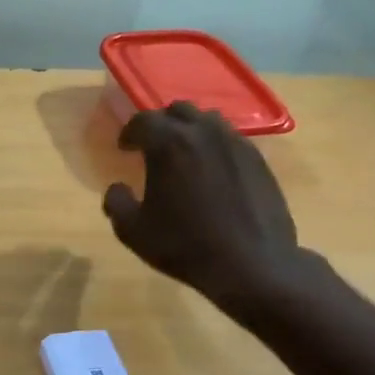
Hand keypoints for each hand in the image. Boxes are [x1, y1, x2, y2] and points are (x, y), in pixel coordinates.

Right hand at [103, 102, 312, 313]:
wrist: (250, 263)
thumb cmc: (184, 246)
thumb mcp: (133, 231)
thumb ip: (116, 203)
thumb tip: (117, 188)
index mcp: (169, 144)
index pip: (143, 121)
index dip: (129, 132)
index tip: (124, 148)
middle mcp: (203, 132)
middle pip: (178, 111)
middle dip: (161, 124)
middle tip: (153, 147)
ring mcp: (235, 143)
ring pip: (208, 121)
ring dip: (190, 131)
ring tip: (184, 155)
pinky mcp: (257, 159)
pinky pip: (230, 140)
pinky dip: (214, 147)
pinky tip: (212, 173)